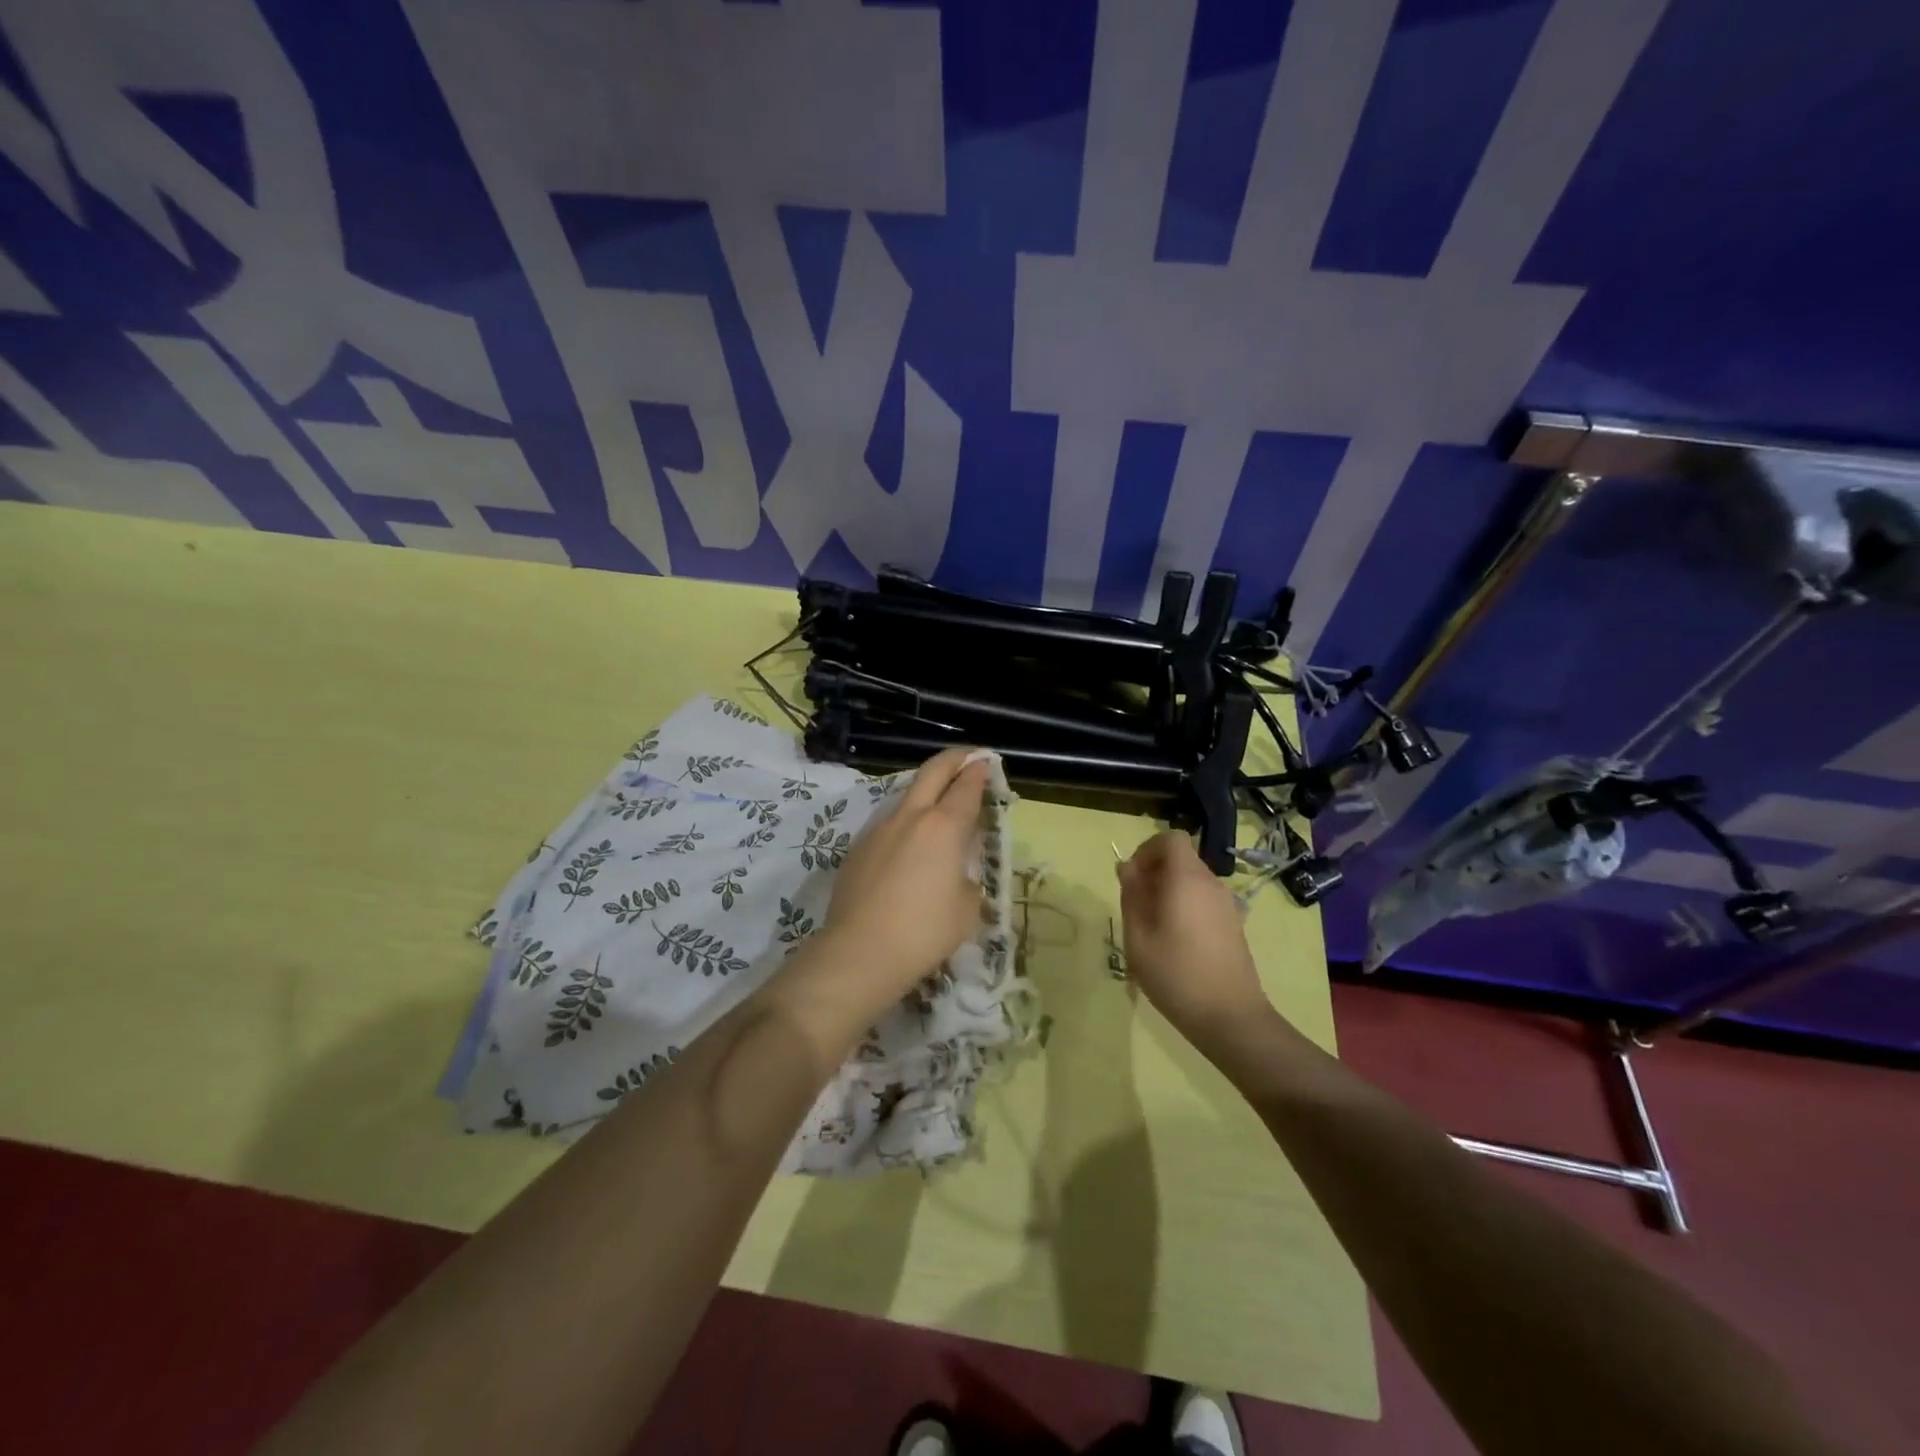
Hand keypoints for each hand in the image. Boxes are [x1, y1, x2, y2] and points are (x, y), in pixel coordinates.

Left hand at [819, 747, 991, 996]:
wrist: (860, 952)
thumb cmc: (924, 932)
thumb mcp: (967, 907)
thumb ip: (968, 875)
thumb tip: (957, 869)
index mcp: (944, 827)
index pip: (967, 786)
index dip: (980, 771)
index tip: (987, 763)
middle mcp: (910, 817)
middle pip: (933, 771)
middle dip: (954, 759)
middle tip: (968, 759)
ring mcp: (878, 829)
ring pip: (906, 796)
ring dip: (926, 792)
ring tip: (938, 809)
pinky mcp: (857, 848)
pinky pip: (887, 825)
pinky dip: (905, 824)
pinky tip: (907, 850)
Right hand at [1117, 830, 1272, 1046]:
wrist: (1230, 1018)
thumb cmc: (1175, 974)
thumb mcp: (1138, 935)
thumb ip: (1132, 895)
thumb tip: (1127, 867)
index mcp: (1187, 879)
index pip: (1171, 838)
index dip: (1147, 849)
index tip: (1132, 878)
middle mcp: (1211, 884)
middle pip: (1181, 859)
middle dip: (1154, 872)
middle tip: (1136, 907)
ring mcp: (1227, 905)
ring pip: (1192, 880)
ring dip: (1168, 891)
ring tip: (1152, 928)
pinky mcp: (1233, 925)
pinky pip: (1203, 900)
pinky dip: (1185, 906)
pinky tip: (1175, 942)